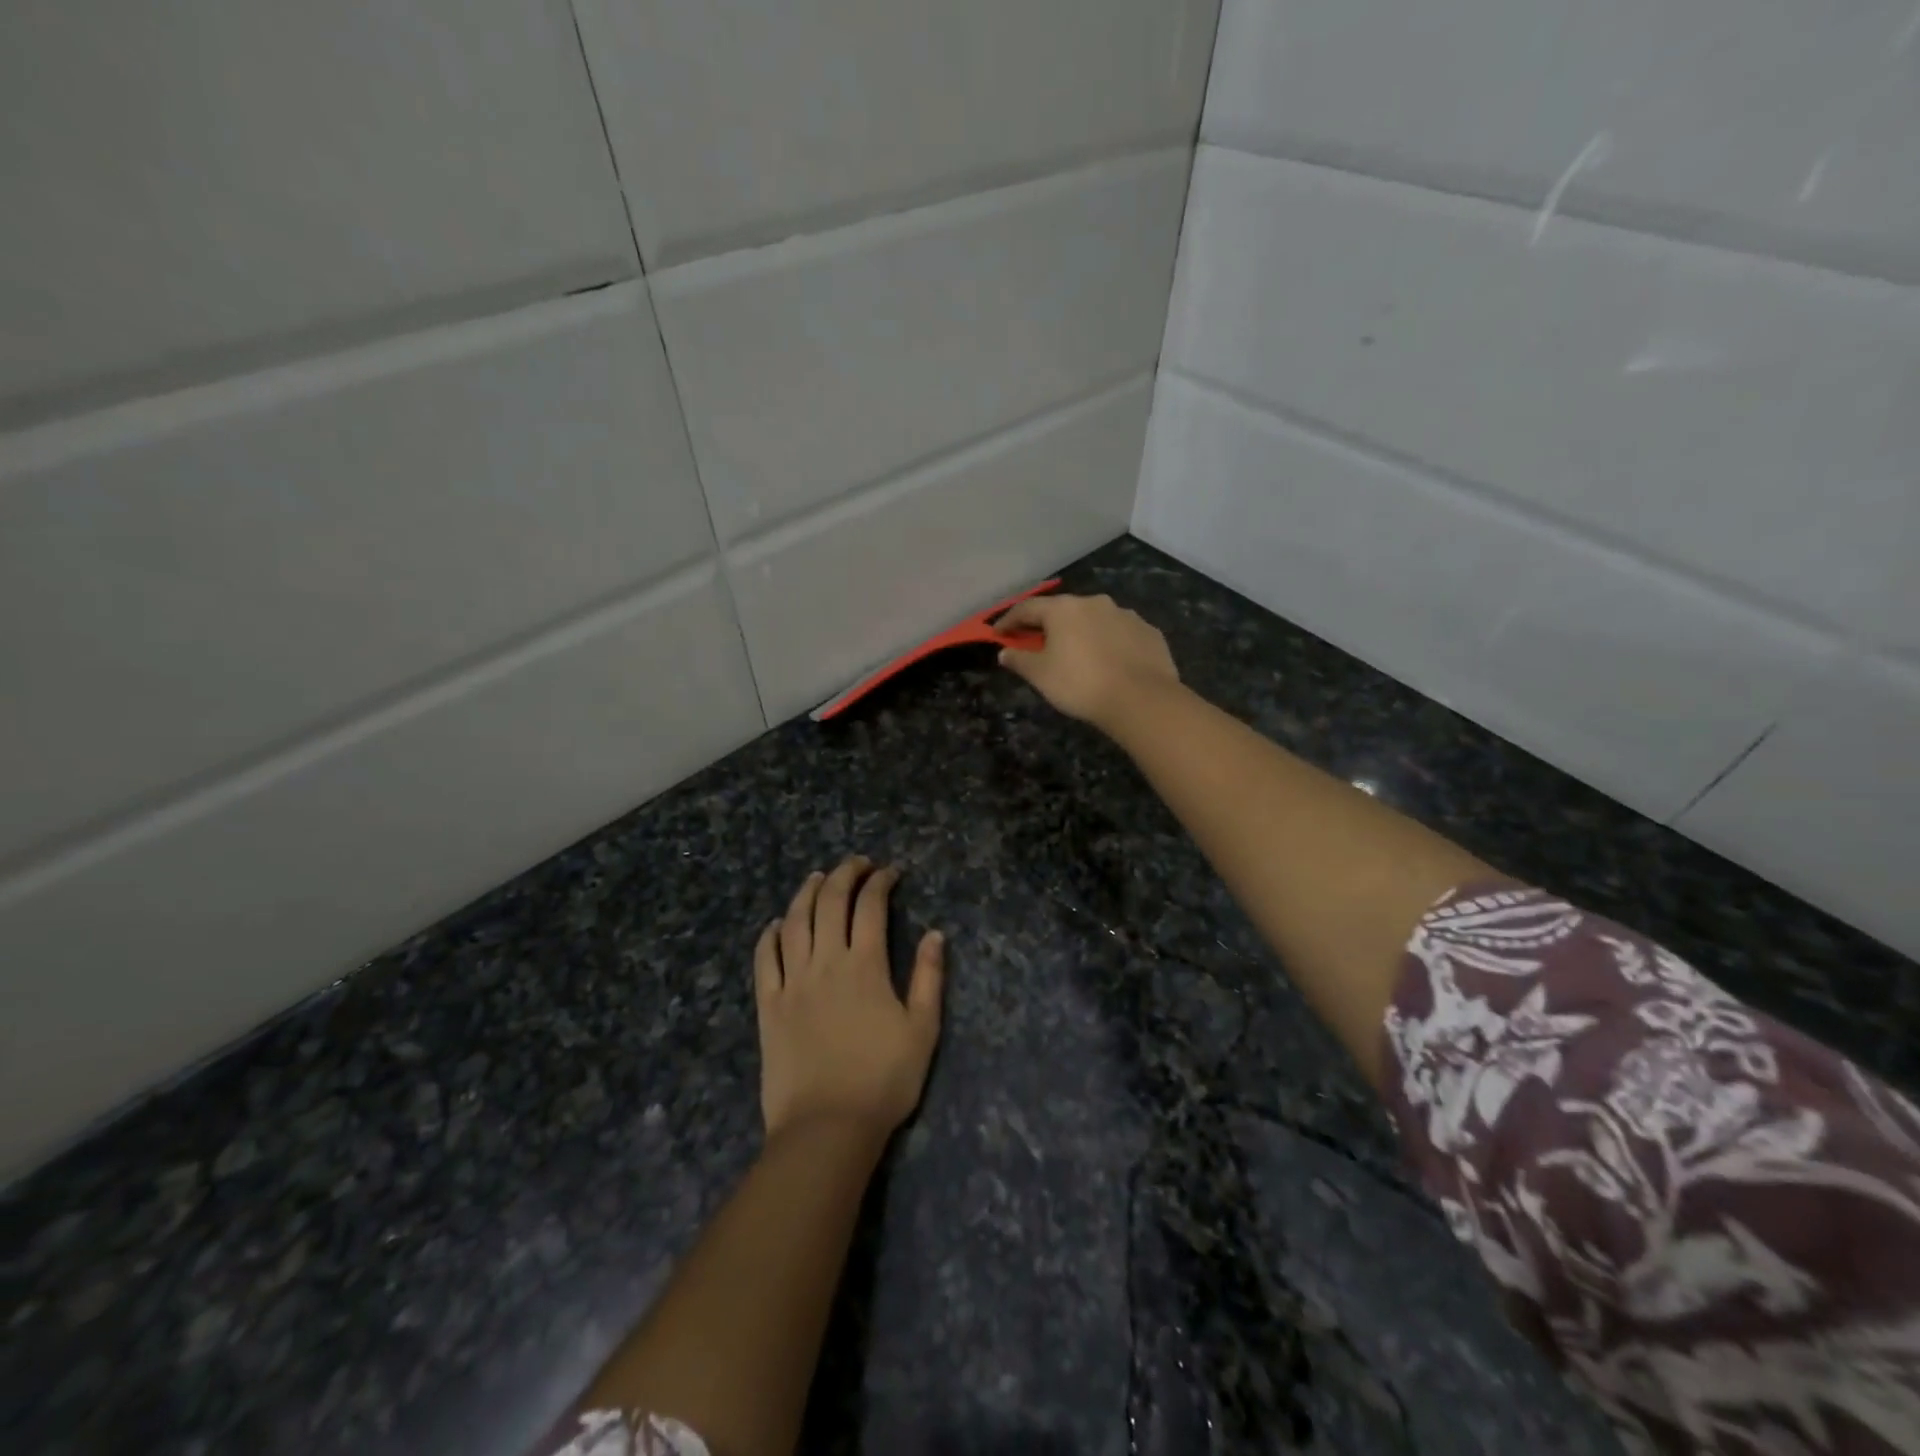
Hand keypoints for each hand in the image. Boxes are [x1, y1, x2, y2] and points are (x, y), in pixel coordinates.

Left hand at [755, 857, 944, 1141]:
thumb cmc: (883, 1080)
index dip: (881, 881)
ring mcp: (792, 981)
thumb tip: (935, 934)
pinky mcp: (768, 1005)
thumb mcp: (922, 1030)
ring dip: (806, 893)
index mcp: (865, 965)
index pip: (870, 906)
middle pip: (829, 902)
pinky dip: (770, 935)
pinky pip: (765, 959)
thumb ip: (929, 978)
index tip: (891, 872)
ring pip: (794, 922)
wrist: (826, 1127)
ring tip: (817, 878)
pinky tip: (776, 924)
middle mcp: (825, 962)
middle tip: (857, 864)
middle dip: (844, 874)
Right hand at [994, 593, 1179, 733]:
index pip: (1027, 608)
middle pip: (1063, 611)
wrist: (1141, 699)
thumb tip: (1005, 652)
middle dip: (1047, 625)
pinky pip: (1120, 633)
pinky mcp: (1148, 631)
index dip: (1009, 620)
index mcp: (1064, 609)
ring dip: (1081, 632)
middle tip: (1037, 643)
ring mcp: (1125, 615)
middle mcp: (1094, 602)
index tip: (999, 633)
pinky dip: (1108, 643)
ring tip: (1077, 653)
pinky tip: (1109, 662)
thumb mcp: (1040, 675)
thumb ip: (1019, 660)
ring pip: (1094, 620)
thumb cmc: (1080, 684)